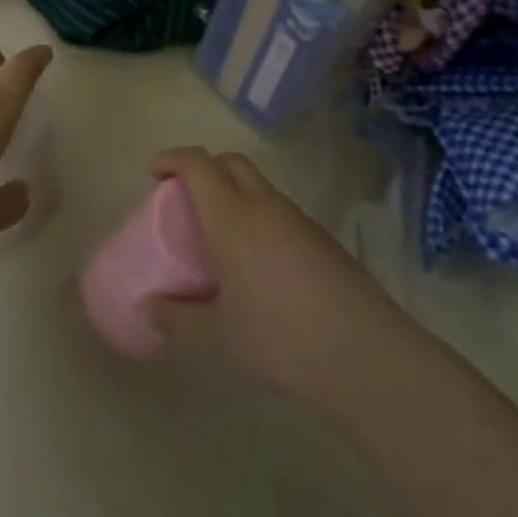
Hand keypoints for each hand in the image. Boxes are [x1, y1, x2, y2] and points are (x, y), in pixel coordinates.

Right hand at [147, 148, 400, 404]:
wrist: (368, 357)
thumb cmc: (279, 339)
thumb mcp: (216, 337)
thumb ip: (177, 319)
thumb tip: (149, 308)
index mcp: (231, 216)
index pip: (198, 163)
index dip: (173, 159)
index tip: (156, 173)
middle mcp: (264, 206)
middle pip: (231, 162)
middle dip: (205, 168)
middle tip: (187, 200)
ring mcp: (299, 221)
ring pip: (260, 187)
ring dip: (235, 194)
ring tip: (222, 238)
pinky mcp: (325, 242)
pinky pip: (281, 213)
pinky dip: (261, 219)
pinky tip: (260, 265)